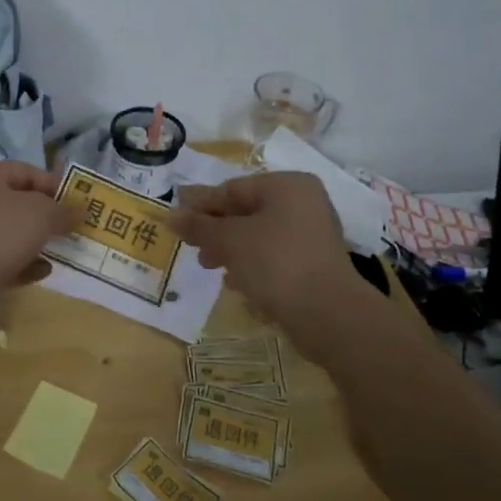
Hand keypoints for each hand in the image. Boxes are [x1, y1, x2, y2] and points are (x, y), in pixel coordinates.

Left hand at [0, 161, 72, 320]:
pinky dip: (27, 265)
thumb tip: (81, 210)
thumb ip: (63, 210)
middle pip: (20, 204)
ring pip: (15, 235)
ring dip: (40, 242)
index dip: (54, 184)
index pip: (26, 171)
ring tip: (67, 250)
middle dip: (49, 216)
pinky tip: (45, 271)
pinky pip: (8, 262)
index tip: (78, 202)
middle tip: (76, 227)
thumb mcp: (41, 213)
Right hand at [170, 172, 361, 344]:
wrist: (329, 315)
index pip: (232, 189)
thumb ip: (199, 226)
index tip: (176, 220)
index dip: (200, 205)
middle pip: (246, 211)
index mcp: (286, 185)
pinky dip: (253, 264)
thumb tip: (170, 215)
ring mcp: (312, 234)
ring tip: (210, 267)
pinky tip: (237, 283)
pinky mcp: (315, 264)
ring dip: (231, 249)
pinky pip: (275, 256)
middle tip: (192, 248)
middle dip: (216, 230)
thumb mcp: (229, 241)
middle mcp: (303, 202)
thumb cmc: (275, 263)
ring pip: (259, 235)